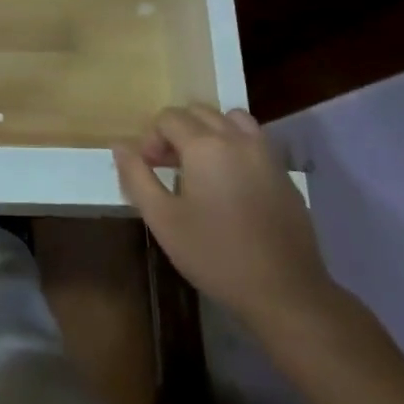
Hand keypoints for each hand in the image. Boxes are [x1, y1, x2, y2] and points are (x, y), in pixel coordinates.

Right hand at [114, 106, 341, 340]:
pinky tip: (229, 182)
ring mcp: (265, 153)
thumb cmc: (215, 255)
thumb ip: (136, 176)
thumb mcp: (162, 219)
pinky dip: (234, 145)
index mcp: (205, 145)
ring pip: (229, 119)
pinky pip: (252, 140)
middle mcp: (237, 138)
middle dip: (176, 132)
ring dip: (208, 132)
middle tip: (168, 167)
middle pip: (198, 112)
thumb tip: (119, 144)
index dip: (151, 138)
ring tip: (200, 167)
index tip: (148, 170)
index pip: (168, 117)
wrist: (284, 291)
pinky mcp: (283, 172)